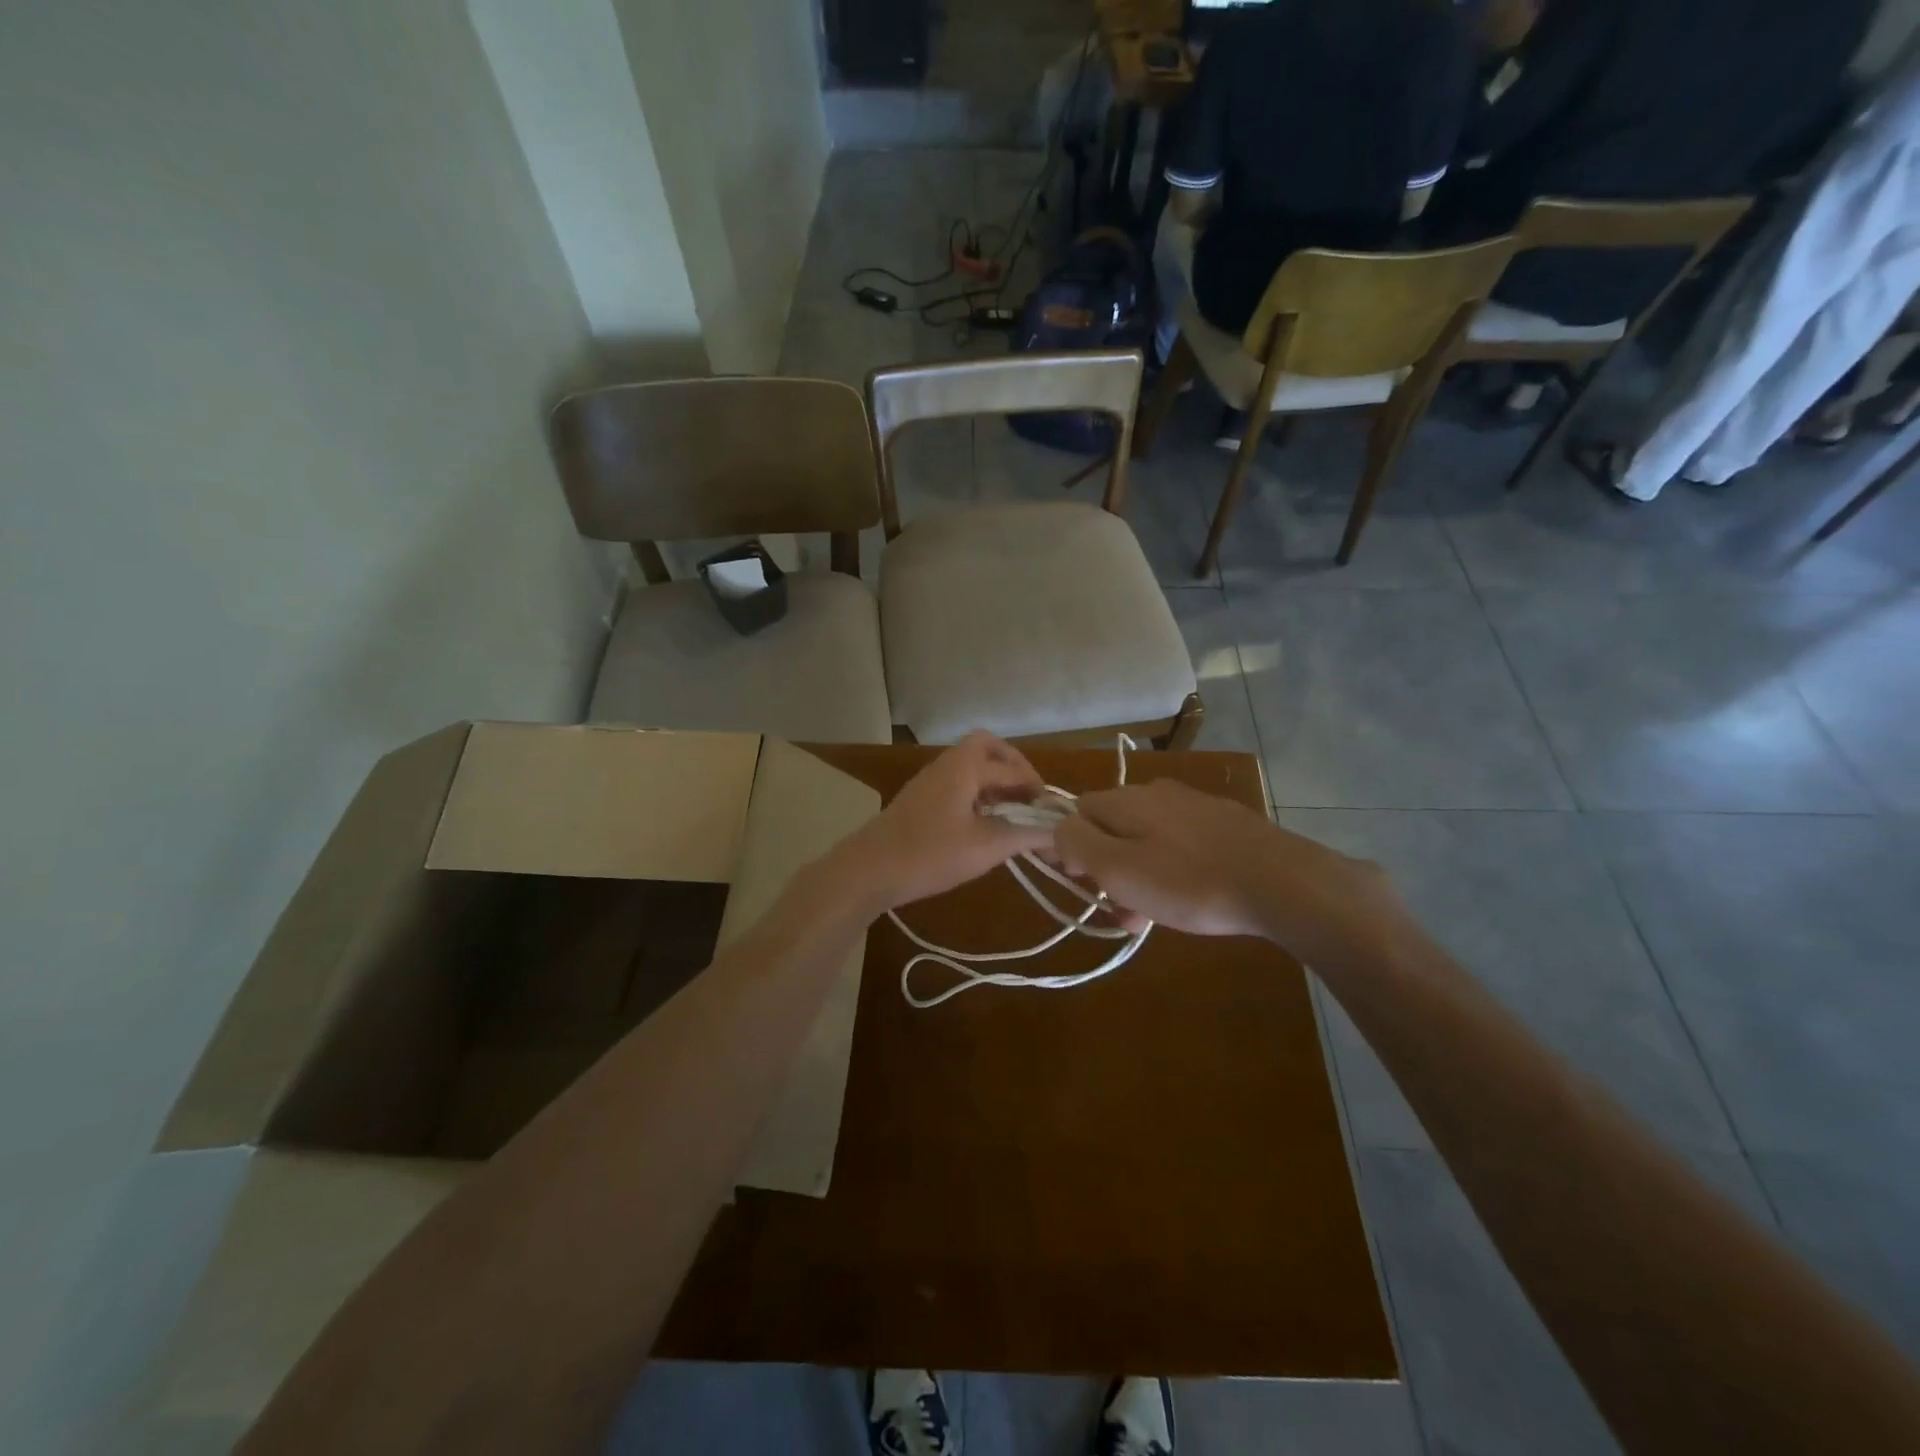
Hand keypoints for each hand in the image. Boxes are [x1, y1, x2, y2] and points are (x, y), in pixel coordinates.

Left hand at [830, 733, 1053, 912]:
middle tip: (1030, 796)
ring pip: (971, 765)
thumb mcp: (985, 847)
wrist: (869, 869)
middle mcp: (948, 764)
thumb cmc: (930, 854)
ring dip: (995, 781)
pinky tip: (985, 824)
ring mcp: (930, 780)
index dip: (1039, 790)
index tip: (1055, 816)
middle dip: (1014, 766)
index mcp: (965, 766)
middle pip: (988, 747)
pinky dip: (978, 793)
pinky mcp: (921, 799)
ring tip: (1014, 813)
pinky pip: (958, 783)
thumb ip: (1025, 835)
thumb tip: (1058, 833)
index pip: (1014, 770)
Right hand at [1051, 780, 1402, 963]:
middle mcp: (1157, 791)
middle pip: (1112, 826)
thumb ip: (1077, 843)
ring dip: (1138, 874)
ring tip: (1149, 917)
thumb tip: (1058, 829)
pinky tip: (1188, 899)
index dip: (1069, 847)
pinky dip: (1172, 869)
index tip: (1079, 882)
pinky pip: (1181, 843)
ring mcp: (1195, 805)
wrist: (1282, 882)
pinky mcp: (1225, 823)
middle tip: (1117, 909)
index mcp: (1126, 799)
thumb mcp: (1118, 868)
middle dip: (1106, 867)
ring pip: (1147, 838)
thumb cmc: (1189, 881)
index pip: (1076, 811)